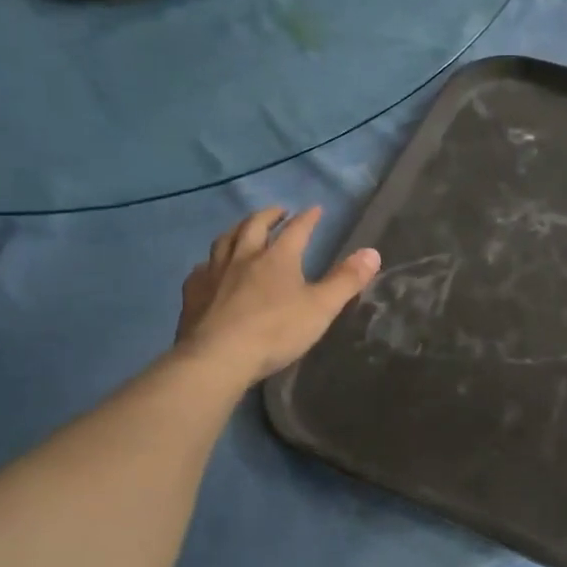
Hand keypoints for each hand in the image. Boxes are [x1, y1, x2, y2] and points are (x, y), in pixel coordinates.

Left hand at [176, 207, 379, 384]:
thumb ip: (346, 280)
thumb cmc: (275, 332)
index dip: (308, 218)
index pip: (297, 229)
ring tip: (244, 230)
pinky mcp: (193, 293)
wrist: (217, 357)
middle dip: (269, 215)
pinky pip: (201, 269)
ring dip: (237, 230)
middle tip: (278, 211)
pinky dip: (209, 262)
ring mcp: (214, 273)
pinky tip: (209, 268)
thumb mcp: (321, 308)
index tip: (316, 209)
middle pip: (255, 226)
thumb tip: (373, 252)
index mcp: (277, 258)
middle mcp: (244, 256)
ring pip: (224, 240)